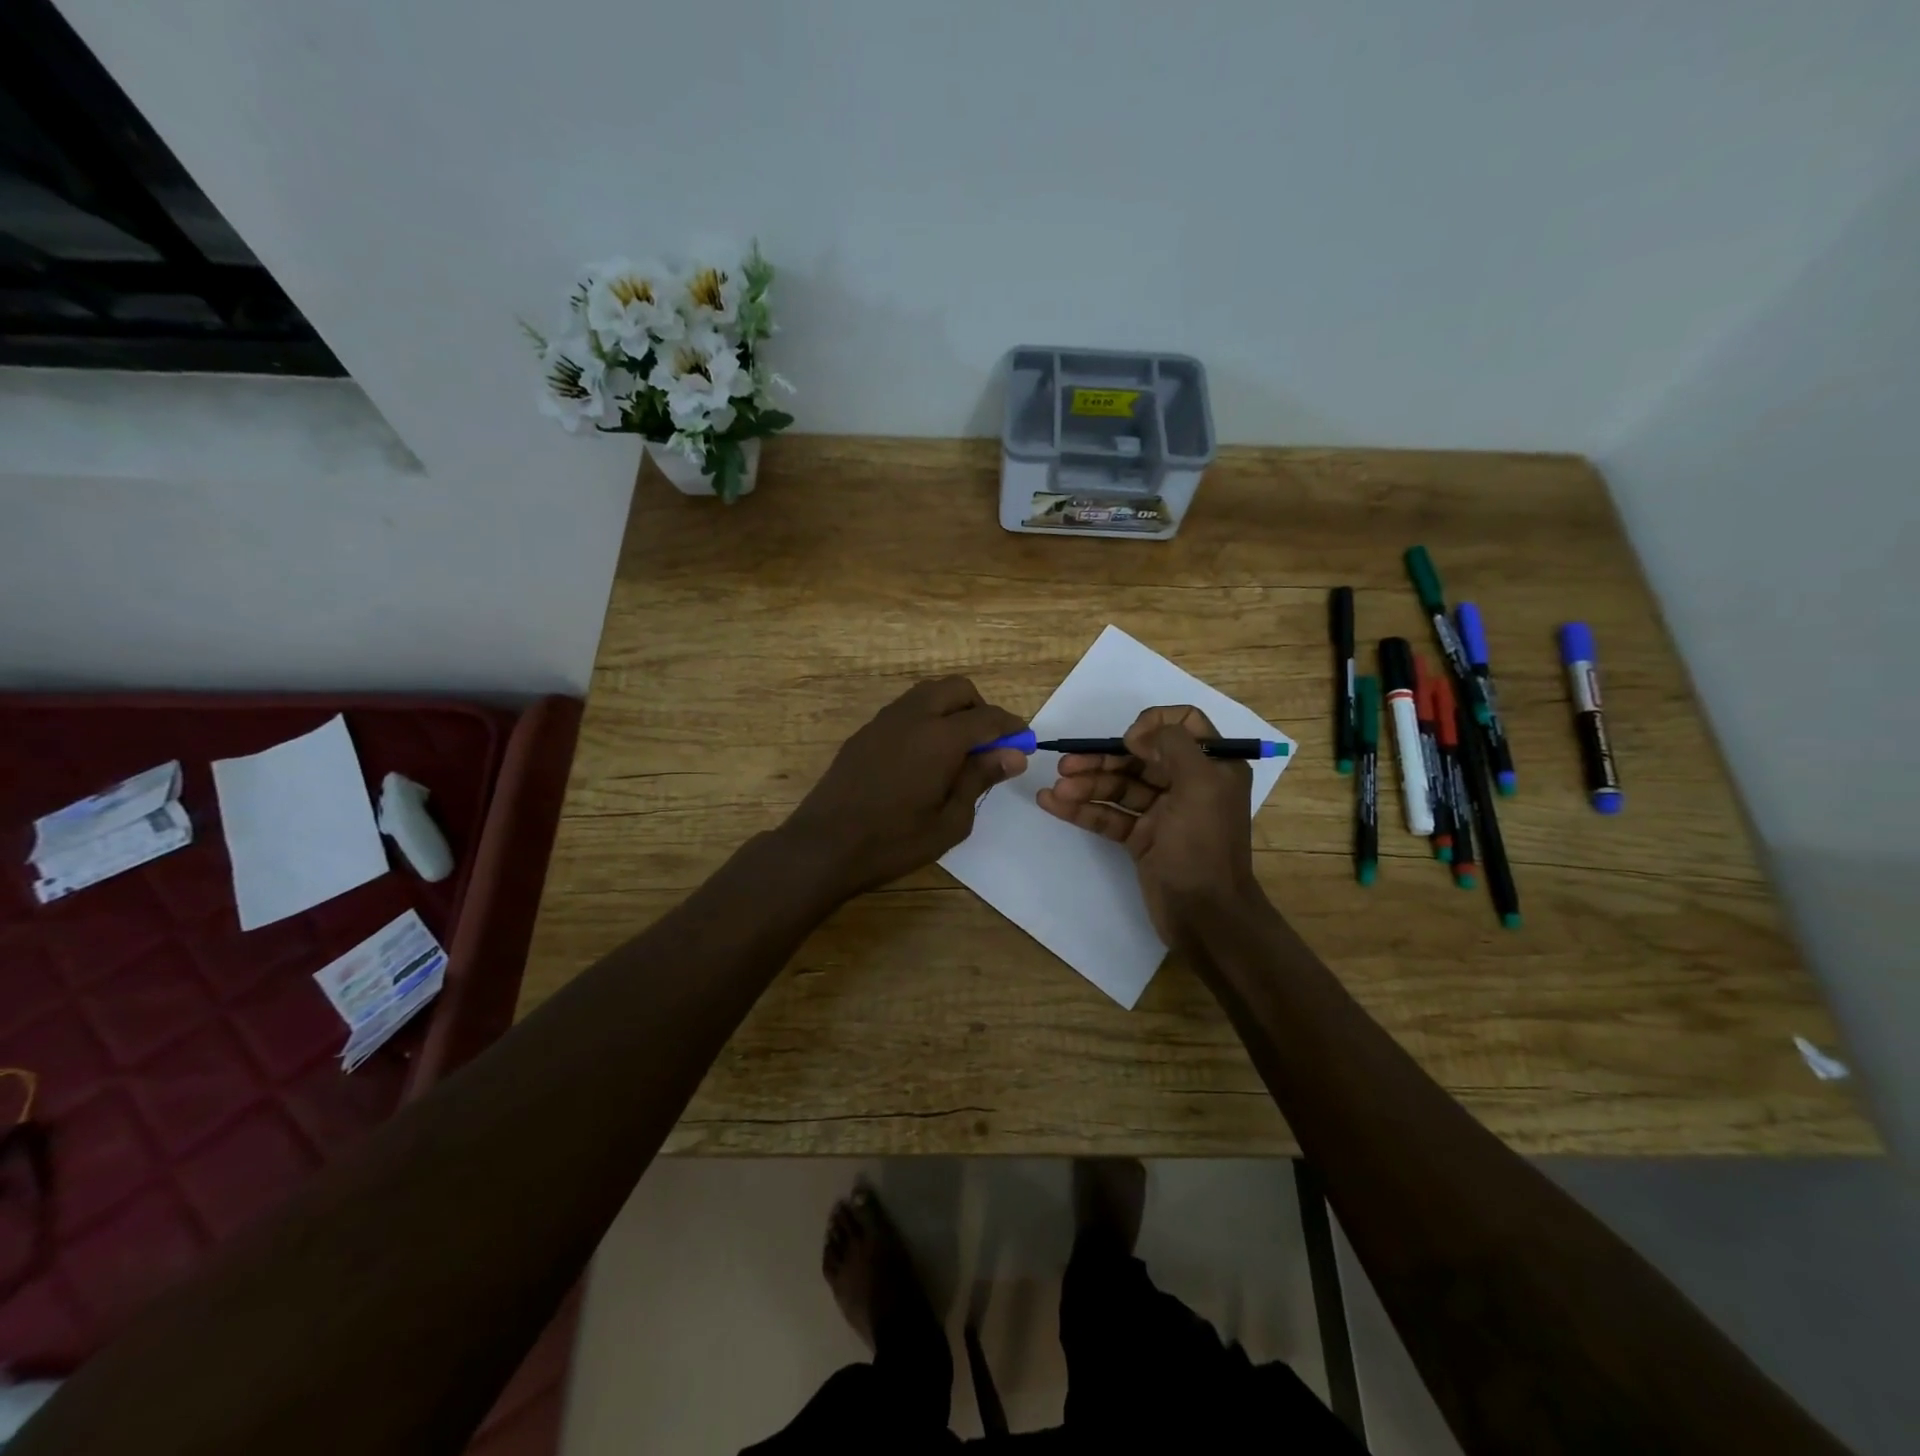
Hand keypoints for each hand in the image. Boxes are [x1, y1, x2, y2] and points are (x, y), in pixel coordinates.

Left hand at [780, 676, 1028, 899]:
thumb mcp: (950, 821)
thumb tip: (1012, 754)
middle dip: (980, 709)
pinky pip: (905, 709)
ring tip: (957, 750)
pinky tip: (924, 757)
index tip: (1023, 743)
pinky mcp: (865, 732)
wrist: (824, 846)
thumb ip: (980, 779)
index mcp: (939, 737)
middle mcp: (912, 716)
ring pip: (928, 693)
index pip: (987, 717)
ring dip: (951, 709)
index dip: (1011, 728)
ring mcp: (884, 720)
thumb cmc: (894, 842)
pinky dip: (925, 718)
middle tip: (988, 745)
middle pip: (957, 689)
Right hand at [1038, 705, 1258, 940]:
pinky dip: (1082, 809)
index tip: (1130, 741)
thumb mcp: (1200, 786)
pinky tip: (1053, 803)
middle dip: (1103, 758)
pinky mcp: (1141, 838)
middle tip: (1066, 765)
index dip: (1153, 724)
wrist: (1205, 916)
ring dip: (1087, 784)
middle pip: (1140, 756)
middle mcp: (1188, 783)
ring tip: (1056, 789)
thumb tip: (1139, 733)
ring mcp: (1163, 812)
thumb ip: (1173, 746)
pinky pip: (1109, 815)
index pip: (1184, 724)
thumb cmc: (1204, 846)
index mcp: (1212, 766)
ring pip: (1120, 787)